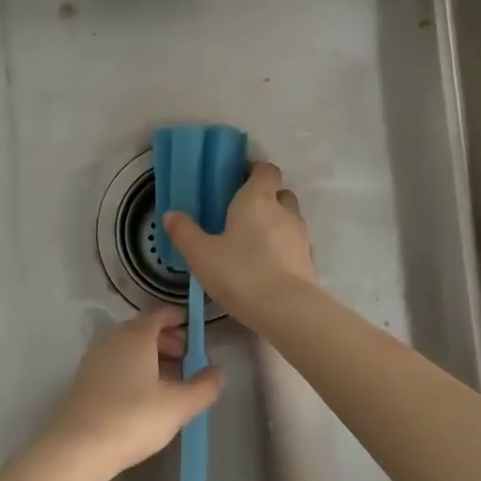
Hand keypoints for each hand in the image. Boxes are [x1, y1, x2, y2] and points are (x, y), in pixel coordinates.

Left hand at [41, 305, 221, 480]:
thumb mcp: (178, 406)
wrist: (78, 448)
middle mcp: (113, 339)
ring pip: (129, 349)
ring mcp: (95, 359)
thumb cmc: (133, 418)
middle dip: (168, 341)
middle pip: (144, 330)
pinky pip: (116, 364)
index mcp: (136, 335)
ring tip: (170, 383)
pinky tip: (144, 397)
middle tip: (188, 361)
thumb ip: (203, 387)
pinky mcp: (85, 380)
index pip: (160, 313)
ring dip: (152, 358)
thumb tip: (217, 372)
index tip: (196, 330)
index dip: (179, 318)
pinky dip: (134, 370)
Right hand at [161, 161, 316, 315]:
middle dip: (265, 198)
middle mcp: (284, 211)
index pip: (265, 170)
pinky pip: (294, 245)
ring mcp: (301, 236)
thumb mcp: (201, 254)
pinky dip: (283, 249)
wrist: (287, 310)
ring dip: (275, 225)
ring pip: (289, 219)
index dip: (254, 171)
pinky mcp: (309, 261)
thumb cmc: (240, 273)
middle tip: (242, 215)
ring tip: (252, 244)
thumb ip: (185, 232)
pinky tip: (266, 267)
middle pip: (280, 193)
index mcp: (257, 199)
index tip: (237, 181)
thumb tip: (171, 215)